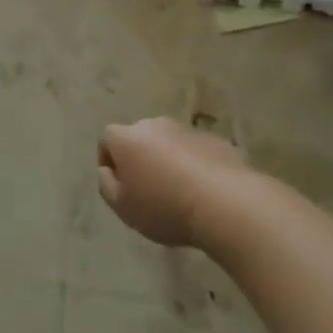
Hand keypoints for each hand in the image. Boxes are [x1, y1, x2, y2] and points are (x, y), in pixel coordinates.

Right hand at [97, 117, 249, 248]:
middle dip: (139, 158)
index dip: (108, 160)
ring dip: (167, 160)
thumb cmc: (164, 206)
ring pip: (168, 143)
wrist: (226, 203)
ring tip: (177, 192)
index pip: (107, 138)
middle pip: (139, 137)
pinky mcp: (215, 141)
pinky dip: (193, 165)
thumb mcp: (123, 207)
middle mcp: (155, 125)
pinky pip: (194, 151)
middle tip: (146, 188)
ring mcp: (187, 131)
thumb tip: (107, 171)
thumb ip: (106, 185)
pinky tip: (202, 191)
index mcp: (128, 138)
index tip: (118, 184)